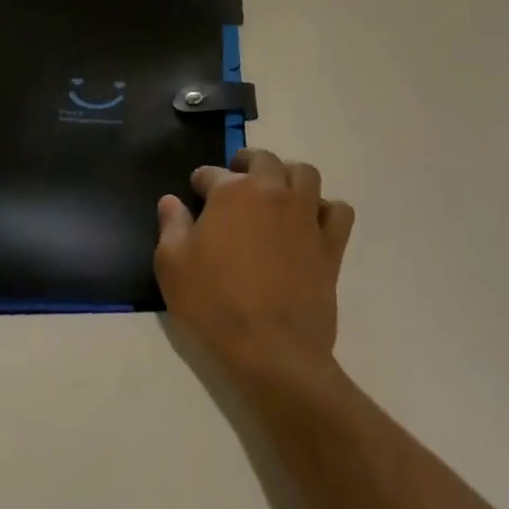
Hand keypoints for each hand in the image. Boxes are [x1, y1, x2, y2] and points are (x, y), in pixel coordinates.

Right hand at [155, 148, 354, 380]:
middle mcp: (273, 192)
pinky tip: (312, 221)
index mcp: (232, 193)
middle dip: (247, 162)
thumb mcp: (172, 267)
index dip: (201, 180)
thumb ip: (171, 226)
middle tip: (238, 176)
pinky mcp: (331, 242)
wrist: (272, 348)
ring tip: (278, 189)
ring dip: (289, 175)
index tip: (196, 188)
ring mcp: (306, 215)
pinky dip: (326, 209)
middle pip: (264, 160)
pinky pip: (338, 211)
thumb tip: (170, 201)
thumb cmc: (214, 305)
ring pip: (305, 175)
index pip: (212, 173)